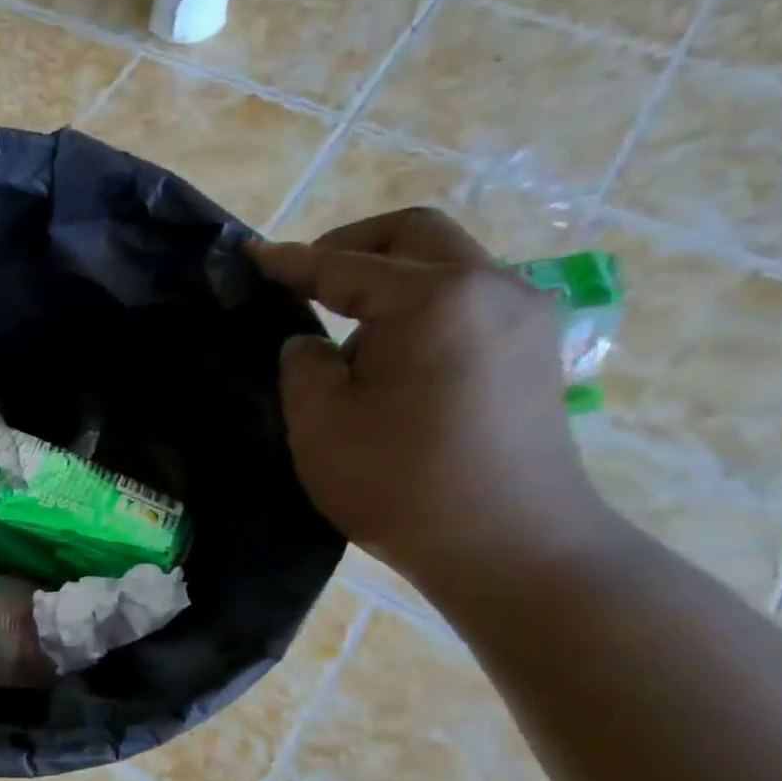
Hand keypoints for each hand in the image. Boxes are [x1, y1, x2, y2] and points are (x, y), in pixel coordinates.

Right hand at [250, 207, 616, 591]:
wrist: (509, 545)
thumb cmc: (399, 482)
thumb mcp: (320, 423)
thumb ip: (303, 365)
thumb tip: (312, 343)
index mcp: (434, 299)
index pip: (345, 266)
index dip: (290, 262)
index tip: (248, 255)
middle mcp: (491, 289)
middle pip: (416, 235)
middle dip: (351, 245)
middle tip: (301, 276)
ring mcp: (524, 318)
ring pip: (447, 266)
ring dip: (388, 278)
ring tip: (341, 328)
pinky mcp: (533, 352)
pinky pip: (467, 302)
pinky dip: (419, 306)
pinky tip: (388, 353)